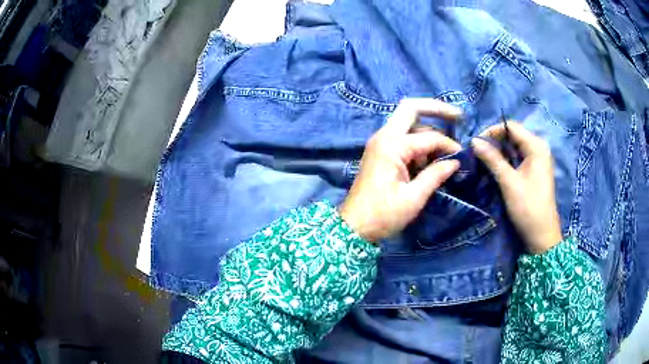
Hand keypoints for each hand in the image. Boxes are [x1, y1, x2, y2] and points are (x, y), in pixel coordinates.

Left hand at [339, 99, 461, 242]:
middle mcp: (384, 136)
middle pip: (411, 108)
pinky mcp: (380, 152)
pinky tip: (430, 159)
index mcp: (392, 146)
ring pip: (408, 123)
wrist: (353, 226)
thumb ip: (436, 175)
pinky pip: (403, 138)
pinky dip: (419, 143)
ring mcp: (380, 143)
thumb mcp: (413, 198)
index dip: (449, 145)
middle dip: (436, 109)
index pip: (429, 136)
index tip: (461, 157)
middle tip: (458, 116)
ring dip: (428, 131)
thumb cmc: (382, 215)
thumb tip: (456, 161)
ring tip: (446, 149)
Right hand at [471, 122, 561, 253]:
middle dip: (495, 141)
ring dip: (500, 150)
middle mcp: (539, 148)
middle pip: (514, 135)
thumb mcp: (509, 182)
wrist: (542, 235)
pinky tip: (496, 166)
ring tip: (484, 159)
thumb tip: (474, 141)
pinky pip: (519, 157)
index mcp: (536, 146)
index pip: (511, 127)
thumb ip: (492, 159)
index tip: (476, 143)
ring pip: (515, 146)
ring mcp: (538, 159)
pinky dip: (507, 159)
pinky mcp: (535, 170)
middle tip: (478, 152)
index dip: (493, 131)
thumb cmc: (528, 207)